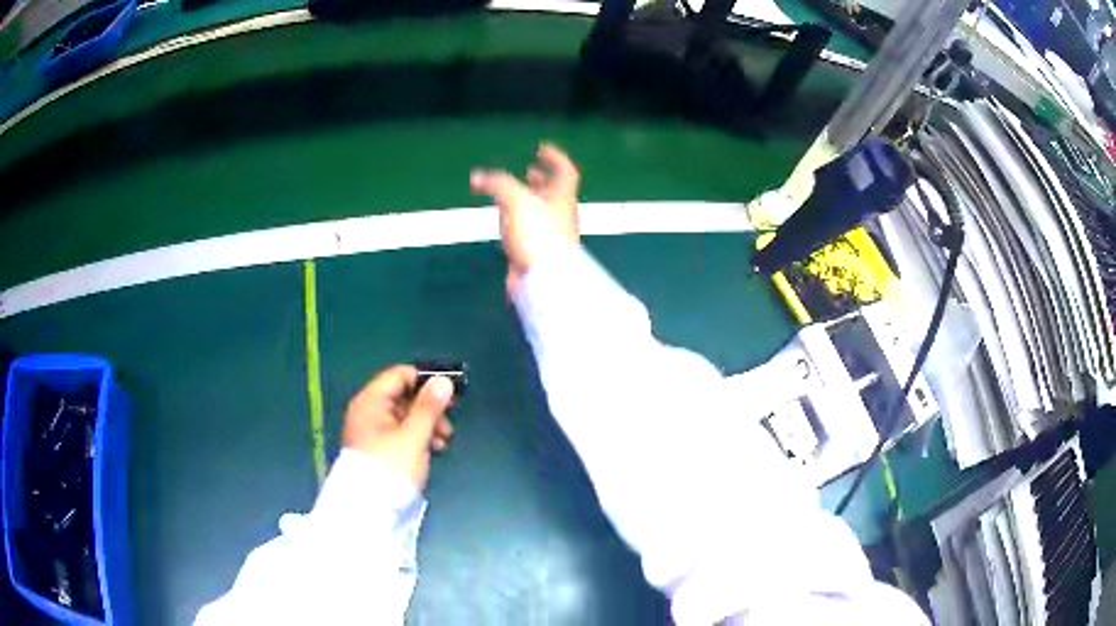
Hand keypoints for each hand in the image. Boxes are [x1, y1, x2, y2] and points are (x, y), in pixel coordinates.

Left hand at [342, 365, 454, 489]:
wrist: (368, 509)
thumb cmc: (390, 467)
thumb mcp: (413, 436)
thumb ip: (429, 407)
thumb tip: (443, 380)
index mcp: (371, 401)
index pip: (399, 375)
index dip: (425, 380)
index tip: (450, 393)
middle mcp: (368, 411)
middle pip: (402, 396)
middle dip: (429, 406)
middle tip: (450, 423)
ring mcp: (371, 431)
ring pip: (403, 416)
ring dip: (426, 423)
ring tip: (444, 441)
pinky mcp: (377, 449)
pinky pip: (400, 433)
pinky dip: (417, 437)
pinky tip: (433, 449)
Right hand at [470, 143, 581, 295]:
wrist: (545, 279)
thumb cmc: (539, 234)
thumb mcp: (517, 199)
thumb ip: (497, 184)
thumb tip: (478, 177)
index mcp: (562, 198)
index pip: (565, 172)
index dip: (556, 158)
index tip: (543, 149)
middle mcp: (559, 215)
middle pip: (553, 193)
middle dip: (540, 181)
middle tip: (528, 172)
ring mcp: (548, 236)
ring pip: (538, 212)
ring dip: (525, 201)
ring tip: (509, 195)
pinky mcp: (535, 253)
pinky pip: (526, 231)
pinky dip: (515, 222)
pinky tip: (504, 223)